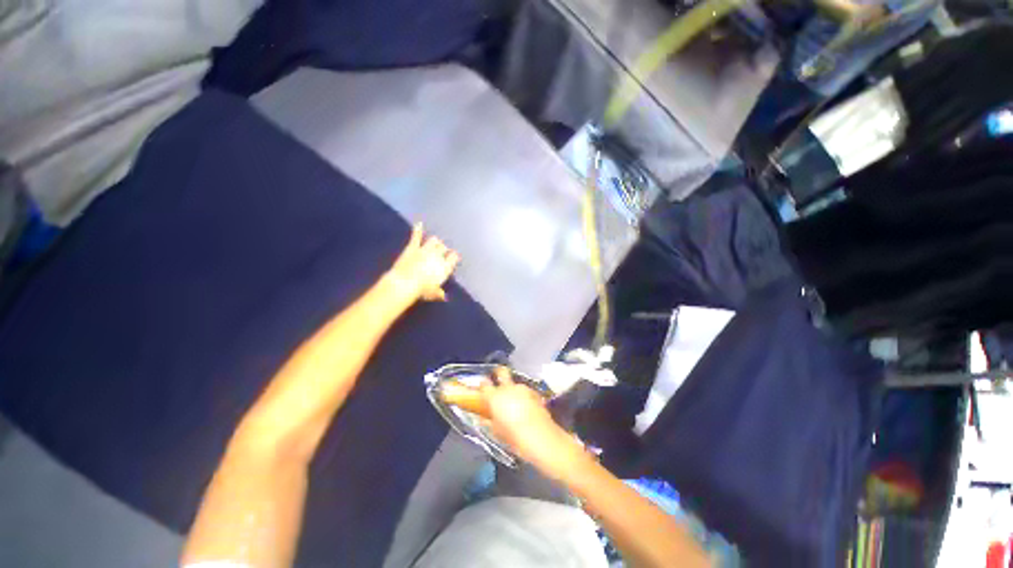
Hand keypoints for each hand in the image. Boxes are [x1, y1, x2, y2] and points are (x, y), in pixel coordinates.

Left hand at [388, 224, 459, 301]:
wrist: (405, 283)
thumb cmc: (422, 290)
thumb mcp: (433, 294)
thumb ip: (439, 293)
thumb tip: (444, 297)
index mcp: (445, 267)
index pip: (454, 257)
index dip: (453, 257)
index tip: (453, 257)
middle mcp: (438, 256)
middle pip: (444, 248)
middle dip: (443, 249)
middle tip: (442, 252)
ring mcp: (425, 250)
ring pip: (434, 241)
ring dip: (435, 242)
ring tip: (435, 243)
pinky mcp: (413, 247)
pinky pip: (417, 237)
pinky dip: (418, 230)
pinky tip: (419, 224)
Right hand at [480, 367, 587, 479]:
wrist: (542, 439)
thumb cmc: (515, 438)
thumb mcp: (497, 433)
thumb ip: (489, 421)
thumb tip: (484, 417)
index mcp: (495, 397)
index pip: (484, 384)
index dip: (482, 386)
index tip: (482, 391)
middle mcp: (508, 388)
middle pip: (501, 372)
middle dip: (498, 374)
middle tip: (498, 383)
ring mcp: (522, 388)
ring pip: (514, 383)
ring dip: (513, 389)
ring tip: (514, 402)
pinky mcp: (534, 392)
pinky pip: (525, 391)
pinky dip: (523, 395)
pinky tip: (526, 407)